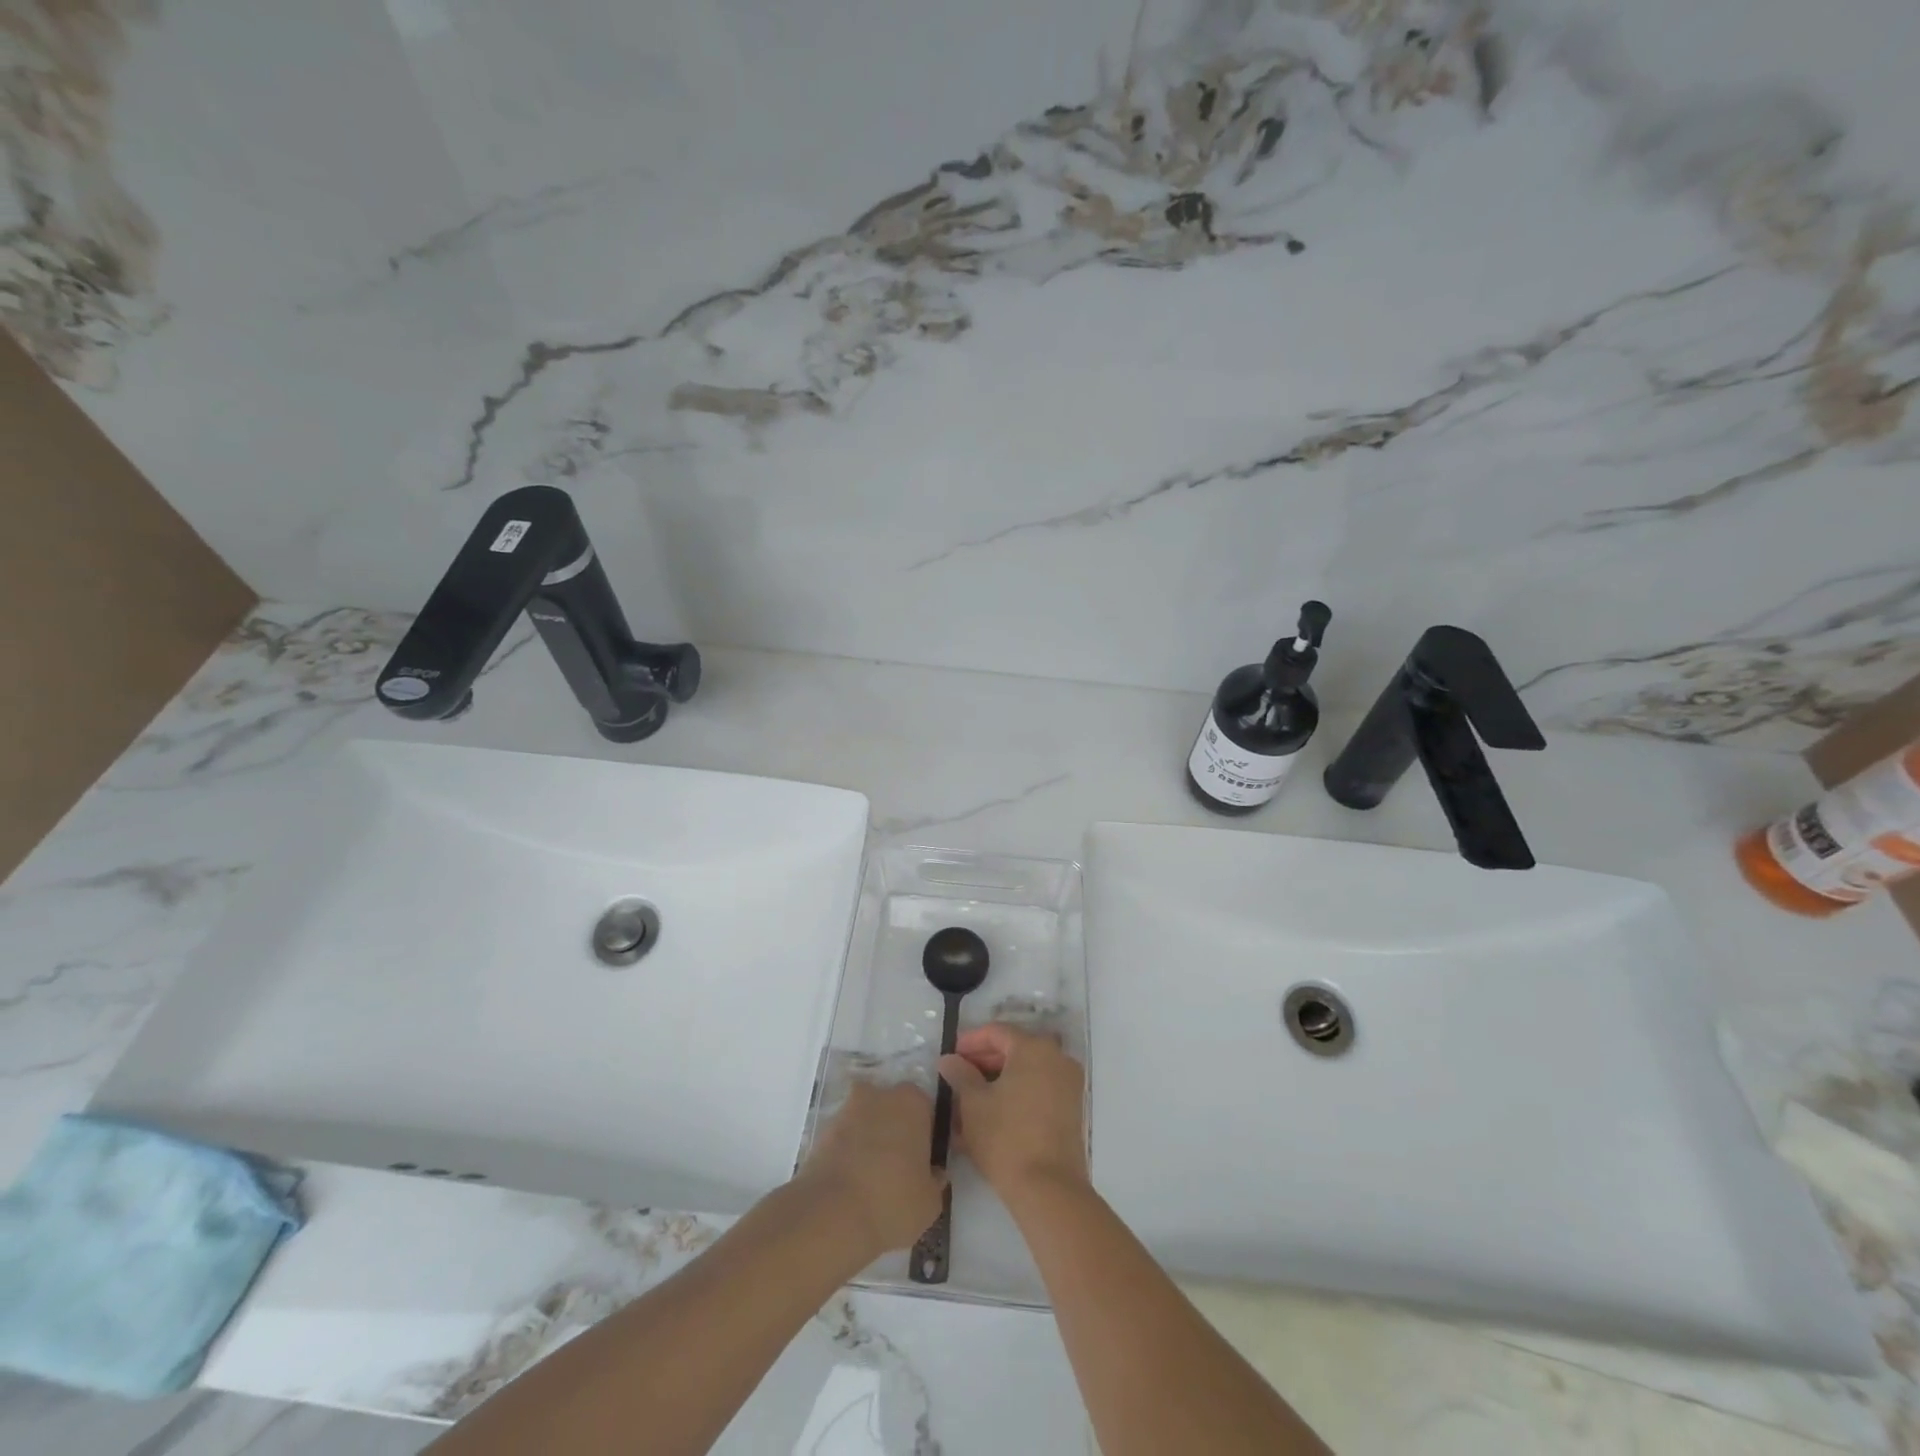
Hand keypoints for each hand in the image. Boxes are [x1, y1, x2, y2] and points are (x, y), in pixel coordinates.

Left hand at [797, 1079, 945, 1258]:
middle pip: (893, 1108)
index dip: (927, 1135)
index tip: (924, 1161)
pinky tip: (851, 1185)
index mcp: (912, 1102)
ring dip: (869, 1140)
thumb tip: (933, 1173)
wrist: (830, 1215)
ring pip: (866, 1121)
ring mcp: (847, 1110)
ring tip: (871, 1181)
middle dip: (896, 1131)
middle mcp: (879, 1094)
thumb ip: (935, 1180)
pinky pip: (843, 1139)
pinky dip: (848, 1154)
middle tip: (899, 1168)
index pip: (927, 1110)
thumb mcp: (930, 1202)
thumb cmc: (892, 1201)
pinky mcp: (821, 1131)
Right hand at [938, 1023, 1088, 1203]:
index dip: (970, 1041)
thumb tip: (949, 1059)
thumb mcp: (973, 1104)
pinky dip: (1016, 1094)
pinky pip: (1038, 1090)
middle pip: (1014, 1049)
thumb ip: (960, 1074)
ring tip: (970, 1098)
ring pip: (1026, 1071)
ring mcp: (1069, 1084)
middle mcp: (1057, 1058)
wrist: (1049, 1189)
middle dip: (984, 1061)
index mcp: (1034, 1048)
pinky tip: (992, 1113)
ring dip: (998, 1080)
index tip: (951, 1056)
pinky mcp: (1072, 1109)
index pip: (997, 1032)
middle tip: (958, 1076)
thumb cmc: (1006, 1137)